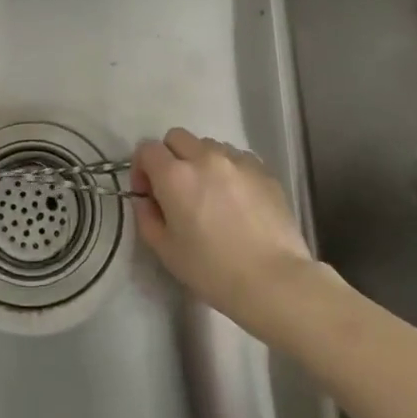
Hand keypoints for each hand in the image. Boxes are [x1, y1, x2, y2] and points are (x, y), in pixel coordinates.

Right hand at [132, 128, 315, 335]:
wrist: (274, 280)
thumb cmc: (213, 270)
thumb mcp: (166, 251)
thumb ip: (146, 217)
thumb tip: (146, 199)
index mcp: (175, 175)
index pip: (147, 149)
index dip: (141, 168)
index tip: (149, 194)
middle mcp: (205, 157)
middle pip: (177, 137)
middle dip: (170, 157)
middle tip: (177, 190)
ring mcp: (237, 160)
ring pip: (208, 146)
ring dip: (201, 162)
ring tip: (211, 195)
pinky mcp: (263, 169)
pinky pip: (236, 158)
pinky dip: (228, 171)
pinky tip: (237, 201)